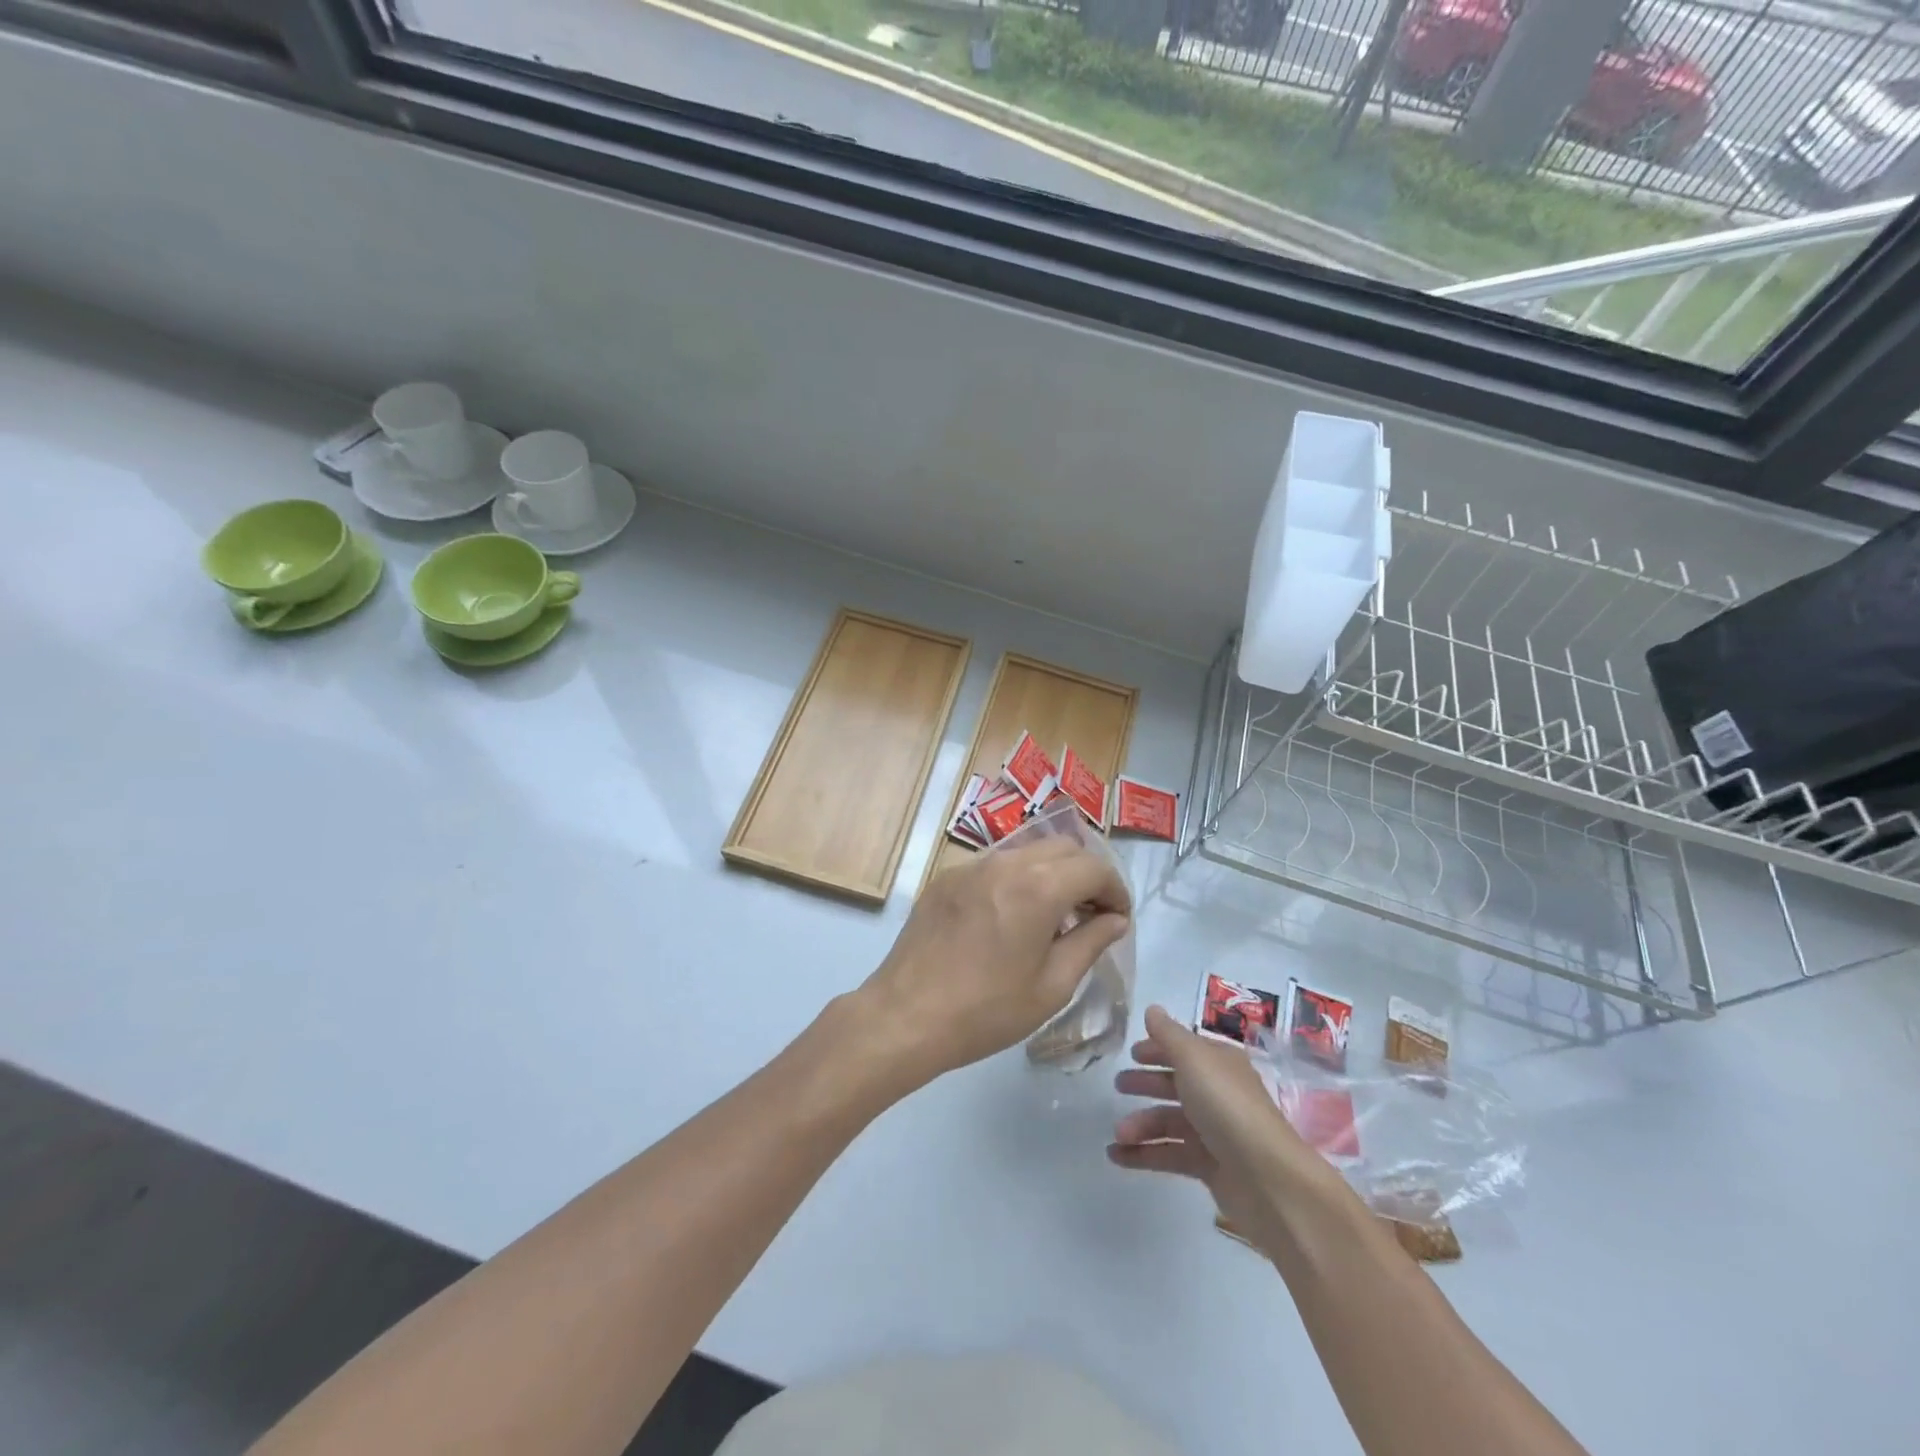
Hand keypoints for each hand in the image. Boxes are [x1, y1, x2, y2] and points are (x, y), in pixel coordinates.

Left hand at [853, 837, 1130, 1091]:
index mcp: (1036, 888)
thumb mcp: (1051, 986)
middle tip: (1091, 914)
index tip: (1117, 919)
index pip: (1093, 867)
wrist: (906, 1016)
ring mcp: (970, 866)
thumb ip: (1090, 943)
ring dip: (1051, 872)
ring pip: (1027, 850)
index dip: (1115, 890)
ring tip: (1053, 915)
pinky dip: (1017, 878)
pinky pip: (994, 864)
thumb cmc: (986, 1011)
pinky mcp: (946, 878)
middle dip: (1086, 874)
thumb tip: (1114, 920)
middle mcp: (1004, 863)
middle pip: (1062, 847)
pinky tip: (1011, 916)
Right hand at [1108, 1005, 1333, 1254]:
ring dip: (1141, 1124)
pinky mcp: (1210, 1167)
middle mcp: (1218, 1094)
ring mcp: (1215, 1132)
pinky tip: (1118, 1156)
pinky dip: (1144, 1154)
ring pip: (1170, 1122)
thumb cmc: (1227, 1106)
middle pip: (1176, 1084)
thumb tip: (1152, 1009)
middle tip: (1118, 1086)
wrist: (1268, 1179)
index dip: (1158, 1048)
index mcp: (1219, 1064)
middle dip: (1146, 1083)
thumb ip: (1168, 1034)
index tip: (1131, 1053)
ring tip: (1118, 1133)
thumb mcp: (1193, 1059)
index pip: (1185, 1049)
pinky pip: (1171, 1154)